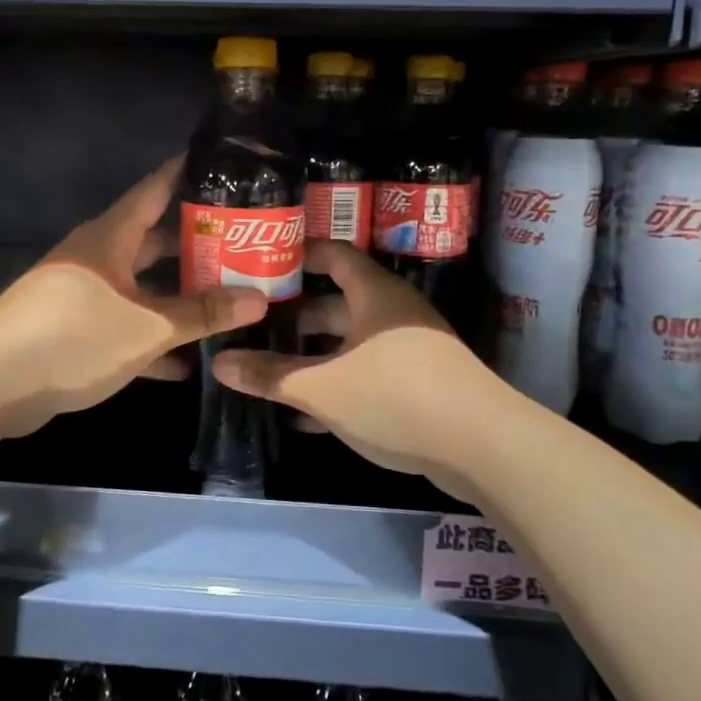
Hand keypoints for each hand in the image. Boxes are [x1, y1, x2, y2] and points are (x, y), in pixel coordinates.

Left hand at [0, 156, 267, 437]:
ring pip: (141, 287)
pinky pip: (124, 325)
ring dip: (177, 296)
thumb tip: (260, 298)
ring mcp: (82, 294)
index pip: (156, 189)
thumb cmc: (73, 336)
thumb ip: (203, 313)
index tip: (226, 165)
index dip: (188, 173)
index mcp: (111, 237)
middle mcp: (98, 257)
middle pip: (154, 240)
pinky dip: (151, 338)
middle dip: (195, 244)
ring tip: (226, 298)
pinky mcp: (73, 331)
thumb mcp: (147, 327)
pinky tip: (185, 362)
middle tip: (243, 244)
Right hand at [212, 241, 512, 500]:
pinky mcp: (420, 382)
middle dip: (297, 315)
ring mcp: (410, 347)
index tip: (261, 264)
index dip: (298, 255)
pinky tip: (308, 412)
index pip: (333, 255)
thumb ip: (270, 375)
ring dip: (315, 354)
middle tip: (255, 325)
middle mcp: (394, 312)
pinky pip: (368, 371)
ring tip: (271, 368)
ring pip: (351, 341)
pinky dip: (339, 383)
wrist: (483, 446)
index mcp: (374, 294)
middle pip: (338, 301)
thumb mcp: (323, 388)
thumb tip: (218, 362)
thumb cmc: (396, 395)